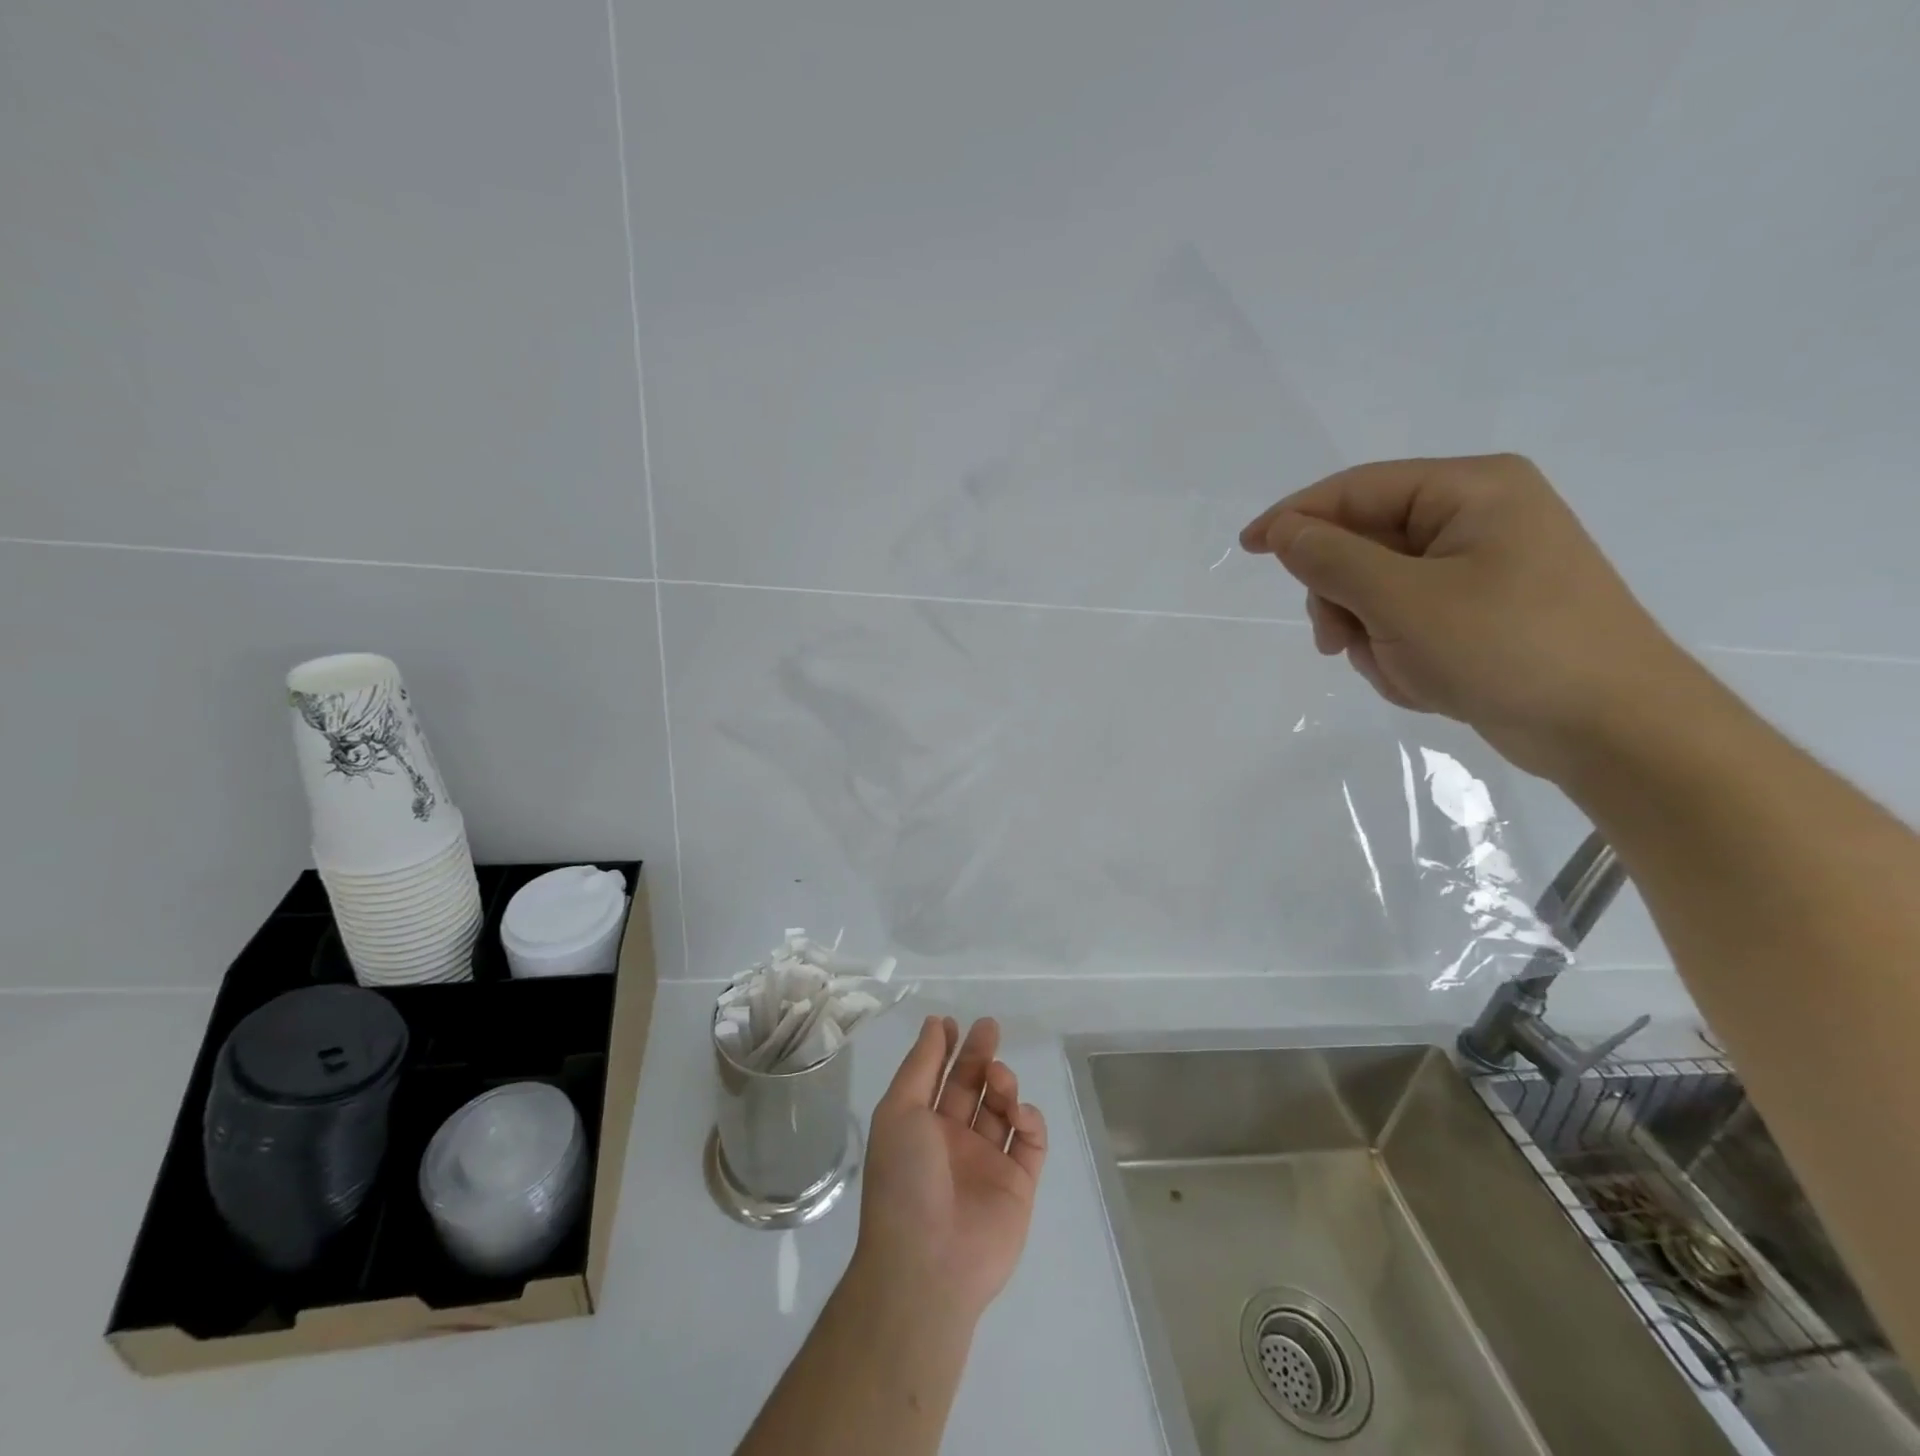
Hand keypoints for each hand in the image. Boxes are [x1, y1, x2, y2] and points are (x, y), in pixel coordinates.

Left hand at [853, 1017, 1047, 1324]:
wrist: (928, 1262)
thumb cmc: (904, 1178)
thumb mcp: (899, 1111)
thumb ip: (921, 1065)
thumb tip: (934, 1024)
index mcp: (920, 1125)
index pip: (937, 1077)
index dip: (946, 1049)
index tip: (954, 1023)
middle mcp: (953, 1140)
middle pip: (972, 1087)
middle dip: (981, 1055)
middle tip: (990, 1027)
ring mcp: (987, 1162)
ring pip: (1002, 1108)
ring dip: (1002, 1084)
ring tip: (997, 1078)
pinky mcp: (1018, 1183)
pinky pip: (1031, 1142)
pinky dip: (1029, 1119)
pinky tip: (1018, 1112)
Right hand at [1240, 454, 1696, 779]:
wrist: (1613, 729)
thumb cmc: (1509, 648)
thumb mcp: (1403, 601)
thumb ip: (1332, 560)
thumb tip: (1284, 532)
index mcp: (1470, 491)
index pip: (1357, 490)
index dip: (1294, 517)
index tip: (1247, 549)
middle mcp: (1477, 518)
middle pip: (1364, 544)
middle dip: (1344, 597)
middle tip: (1338, 641)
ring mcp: (1481, 568)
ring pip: (1378, 591)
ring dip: (1370, 634)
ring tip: (1400, 669)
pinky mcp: (1482, 613)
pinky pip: (1406, 621)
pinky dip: (1399, 652)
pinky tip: (1425, 681)